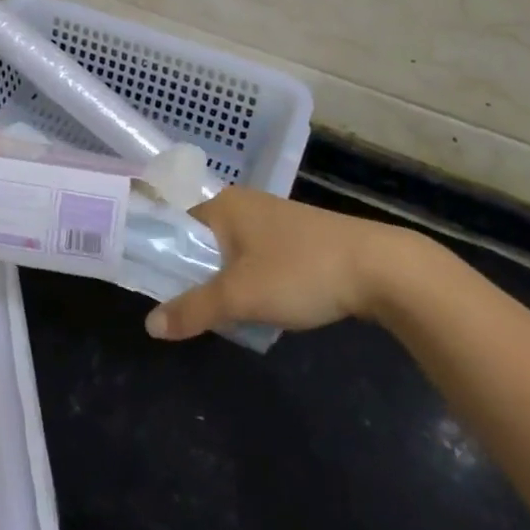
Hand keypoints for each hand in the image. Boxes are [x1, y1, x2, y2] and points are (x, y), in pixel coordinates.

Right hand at [145, 186, 426, 340]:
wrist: (379, 268)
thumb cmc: (300, 271)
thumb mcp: (240, 296)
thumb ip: (192, 310)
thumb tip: (149, 324)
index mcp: (223, 205)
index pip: (174, 225)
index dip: (161, 257)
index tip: (154, 291)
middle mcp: (243, 204)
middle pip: (200, 242)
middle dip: (194, 278)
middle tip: (190, 313)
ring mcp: (272, 220)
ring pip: (229, 254)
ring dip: (223, 284)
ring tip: (224, 316)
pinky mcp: (295, 238)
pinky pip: (255, 259)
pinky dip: (249, 282)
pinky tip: (259, 308)